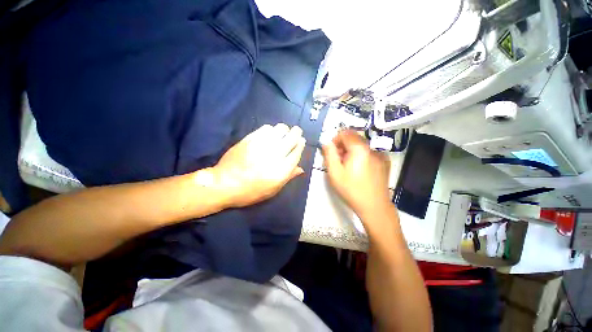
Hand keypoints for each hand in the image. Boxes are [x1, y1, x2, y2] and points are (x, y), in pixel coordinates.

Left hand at [209, 124, 305, 207]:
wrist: (225, 184)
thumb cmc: (251, 192)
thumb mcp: (273, 190)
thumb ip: (288, 177)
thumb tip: (301, 169)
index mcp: (282, 170)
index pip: (297, 152)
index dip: (301, 144)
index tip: (302, 140)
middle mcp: (275, 155)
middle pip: (292, 137)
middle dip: (296, 133)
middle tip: (295, 133)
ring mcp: (262, 145)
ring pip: (280, 129)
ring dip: (284, 130)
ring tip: (282, 134)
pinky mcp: (251, 139)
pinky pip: (266, 128)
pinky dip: (271, 130)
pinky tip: (270, 134)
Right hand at [322, 130, 390, 217]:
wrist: (374, 206)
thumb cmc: (351, 190)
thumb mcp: (335, 172)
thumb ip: (329, 154)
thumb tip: (326, 142)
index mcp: (359, 149)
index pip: (346, 133)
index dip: (336, 139)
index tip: (331, 151)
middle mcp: (372, 148)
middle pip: (355, 138)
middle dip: (343, 145)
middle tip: (338, 160)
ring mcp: (381, 155)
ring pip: (362, 145)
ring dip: (352, 151)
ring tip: (348, 166)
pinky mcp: (385, 162)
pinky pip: (370, 152)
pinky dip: (361, 156)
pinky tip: (359, 169)